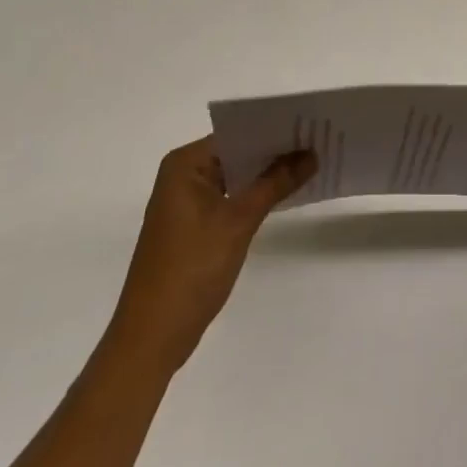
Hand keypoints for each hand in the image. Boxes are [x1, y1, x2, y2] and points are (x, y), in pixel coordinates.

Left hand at [113, 136, 316, 371]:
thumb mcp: (238, 222)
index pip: (237, 133)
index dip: (273, 129)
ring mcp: (185, 203)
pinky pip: (229, 198)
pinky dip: (253, 196)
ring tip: (309, 163)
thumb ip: (276, 183)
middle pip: (236, 153)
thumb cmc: (190, 271)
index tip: (309, 125)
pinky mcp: (192, 227)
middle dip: (273, 151)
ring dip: (265, 175)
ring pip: (234, 177)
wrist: (150, 342)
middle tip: (316, 142)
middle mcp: (182, 175)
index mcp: (185, 164)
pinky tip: (283, 194)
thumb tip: (312, 153)